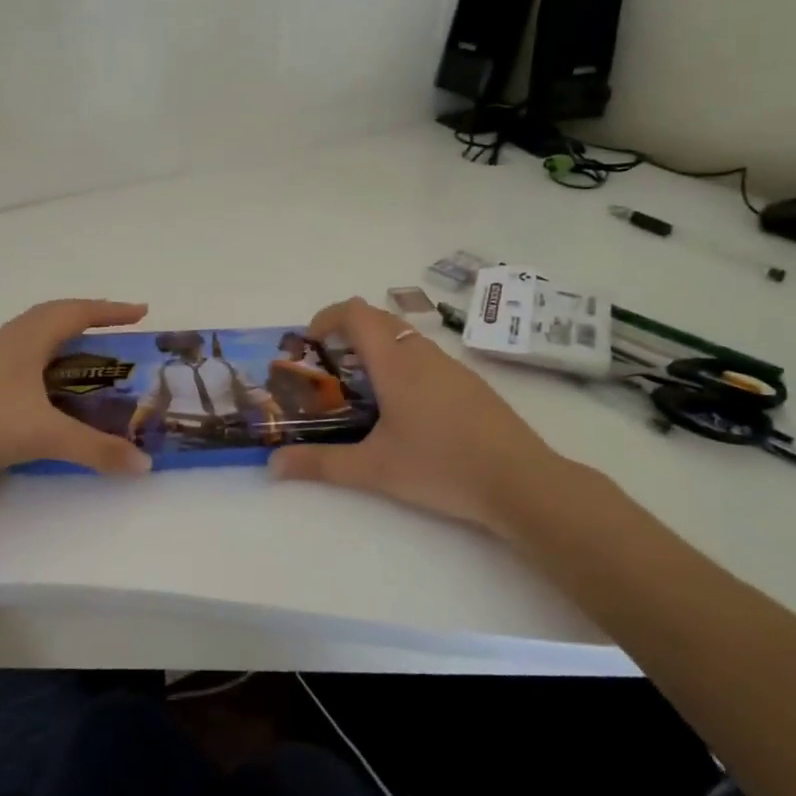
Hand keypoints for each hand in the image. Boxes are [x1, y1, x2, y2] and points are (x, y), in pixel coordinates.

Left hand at [0, 300, 153, 485]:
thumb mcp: (45, 436)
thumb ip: (96, 450)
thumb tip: (144, 463)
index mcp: (28, 341)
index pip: (76, 312)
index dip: (110, 310)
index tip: (141, 313)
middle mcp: (10, 344)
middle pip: (53, 315)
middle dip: (88, 317)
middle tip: (117, 330)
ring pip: (34, 335)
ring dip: (64, 336)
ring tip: (88, 353)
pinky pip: (22, 358)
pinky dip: (46, 360)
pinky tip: (49, 386)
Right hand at [268, 297, 575, 534]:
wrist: (522, 482)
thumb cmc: (441, 467)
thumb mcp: (373, 470)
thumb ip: (320, 464)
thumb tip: (272, 467)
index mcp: (396, 364)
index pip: (357, 312)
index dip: (327, 316)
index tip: (310, 343)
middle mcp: (423, 355)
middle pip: (380, 319)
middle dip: (348, 333)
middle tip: (329, 369)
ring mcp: (452, 367)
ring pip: (405, 339)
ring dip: (377, 350)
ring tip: (361, 392)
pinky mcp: (471, 385)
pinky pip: (426, 358)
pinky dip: (402, 366)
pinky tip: (403, 412)